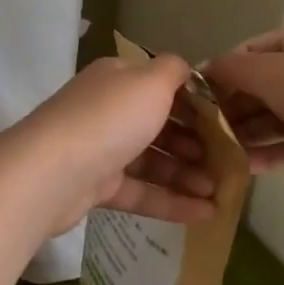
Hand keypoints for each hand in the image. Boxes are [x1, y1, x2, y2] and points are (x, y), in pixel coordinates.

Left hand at [13, 54, 218, 235]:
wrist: (53, 171)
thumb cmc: (110, 118)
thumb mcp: (150, 81)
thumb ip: (174, 71)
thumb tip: (186, 70)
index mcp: (118, 79)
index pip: (162, 86)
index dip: (196, 103)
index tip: (229, 123)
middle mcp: (108, 109)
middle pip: (159, 124)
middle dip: (196, 143)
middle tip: (230, 162)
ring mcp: (101, 149)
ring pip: (153, 160)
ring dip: (188, 174)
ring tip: (221, 191)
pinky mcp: (97, 187)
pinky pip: (142, 191)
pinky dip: (172, 201)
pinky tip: (206, 214)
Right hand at [203, 21, 283, 209]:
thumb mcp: (274, 72)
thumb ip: (233, 70)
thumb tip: (203, 70)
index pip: (254, 50)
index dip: (223, 71)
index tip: (196, 97)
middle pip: (266, 85)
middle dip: (234, 107)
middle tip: (202, 131)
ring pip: (280, 118)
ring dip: (249, 134)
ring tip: (218, 154)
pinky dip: (272, 154)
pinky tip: (245, 168)